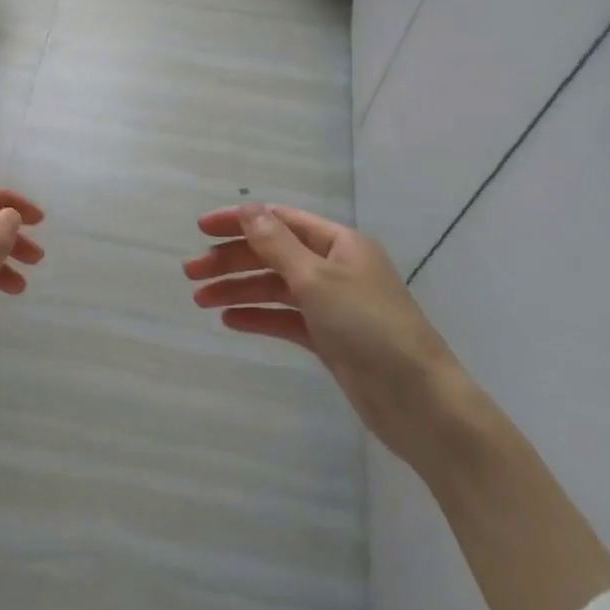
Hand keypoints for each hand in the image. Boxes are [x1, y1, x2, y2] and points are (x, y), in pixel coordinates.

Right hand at [185, 204, 468, 460]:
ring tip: (200, 300)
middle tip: (190, 273)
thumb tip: (248, 208)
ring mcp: (332, 305)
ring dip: (239, 290)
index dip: (240, 221)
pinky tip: (230, 321)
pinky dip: (258, 317)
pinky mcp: (330, 339)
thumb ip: (277, 244)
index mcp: (339, 243)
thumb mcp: (317, 279)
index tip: (201, 229)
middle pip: (273, 254)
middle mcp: (335, 268)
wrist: (418, 401)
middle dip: (232, 261)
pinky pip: (285, 320)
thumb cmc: (369, 328)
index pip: (280, 221)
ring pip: (276, 288)